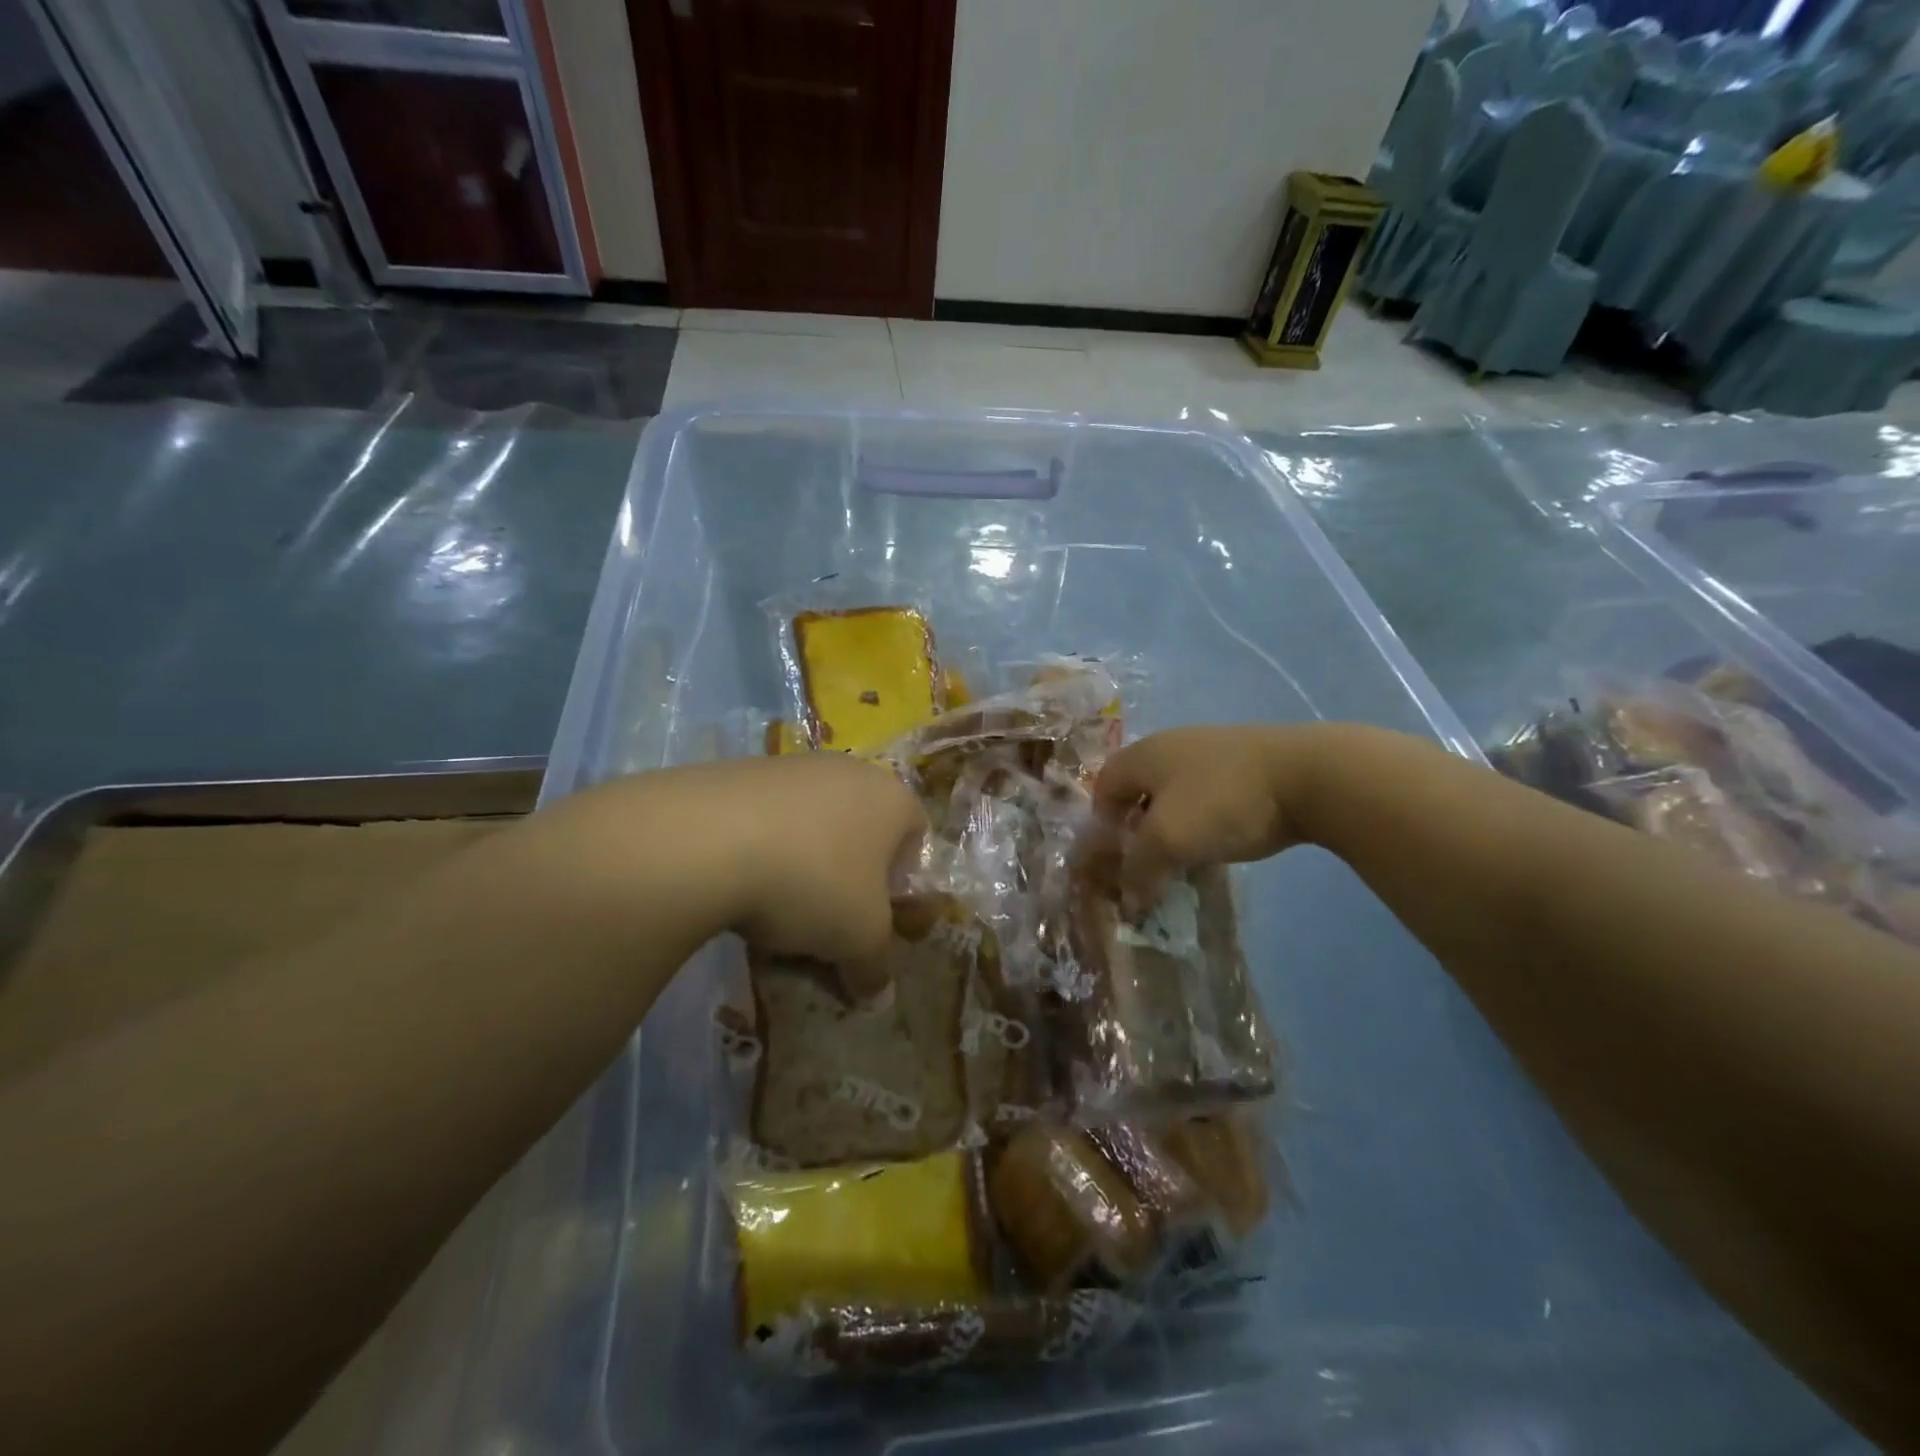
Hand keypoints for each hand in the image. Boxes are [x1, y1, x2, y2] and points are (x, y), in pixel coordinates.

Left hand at [523, 754, 925, 1003]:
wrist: (708, 839)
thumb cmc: (814, 883)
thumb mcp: (858, 940)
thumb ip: (875, 967)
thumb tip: (878, 997)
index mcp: (892, 798)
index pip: (916, 836)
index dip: (900, 882)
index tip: (874, 916)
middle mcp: (849, 770)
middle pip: (860, 830)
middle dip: (848, 875)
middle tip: (827, 917)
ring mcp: (792, 766)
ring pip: (811, 825)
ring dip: (802, 864)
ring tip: (774, 908)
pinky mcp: (740, 771)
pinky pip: (765, 818)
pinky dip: (760, 850)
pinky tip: (737, 884)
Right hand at [1093, 725, 1320, 913]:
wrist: (1310, 776)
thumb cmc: (1222, 802)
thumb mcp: (1168, 840)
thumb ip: (1138, 869)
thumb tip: (1128, 901)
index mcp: (1144, 754)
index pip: (1103, 785)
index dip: (1101, 823)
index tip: (1116, 858)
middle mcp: (1172, 745)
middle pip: (1138, 788)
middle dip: (1137, 828)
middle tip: (1148, 862)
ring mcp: (1212, 751)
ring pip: (1175, 793)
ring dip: (1172, 826)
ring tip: (1185, 857)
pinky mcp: (1246, 764)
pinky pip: (1208, 795)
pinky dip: (1204, 819)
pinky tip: (1221, 840)